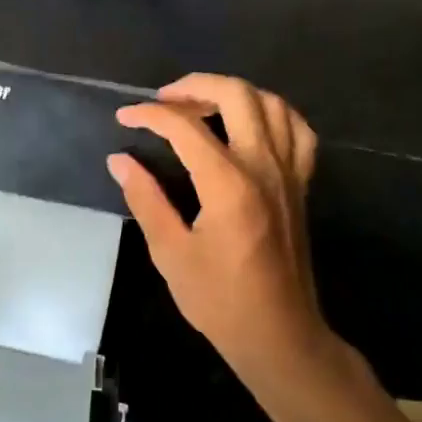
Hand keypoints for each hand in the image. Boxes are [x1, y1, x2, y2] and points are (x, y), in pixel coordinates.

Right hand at [109, 74, 324, 376]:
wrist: (279, 335)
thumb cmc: (220, 300)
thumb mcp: (170, 253)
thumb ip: (145, 199)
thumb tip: (120, 160)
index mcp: (228, 184)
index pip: (184, 126)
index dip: (149, 115)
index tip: (124, 118)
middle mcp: (263, 166)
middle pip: (235, 95)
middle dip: (193, 86)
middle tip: (163, 100)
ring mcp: (289, 172)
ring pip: (271, 103)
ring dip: (233, 93)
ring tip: (202, 106)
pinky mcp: (301, 184)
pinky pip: (298, 131)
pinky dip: (273, 114)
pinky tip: (251, 123)